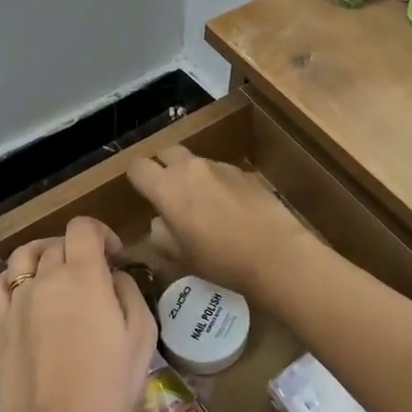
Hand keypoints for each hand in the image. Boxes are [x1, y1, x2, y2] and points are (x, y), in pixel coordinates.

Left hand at [0, 218, 156, 411]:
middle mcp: (46, 279)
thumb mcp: (142, 337)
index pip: (83, 228)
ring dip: (43, 254)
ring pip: (24, 257)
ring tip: (56, 273)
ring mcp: (17, 303)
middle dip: (79, 250)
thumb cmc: (111, 389)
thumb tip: (113, 276)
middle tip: (94, 275)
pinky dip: (12, 276)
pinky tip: (25, 290)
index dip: (101, 232)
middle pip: (57, 243)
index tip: (114, 256)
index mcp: (84, 277)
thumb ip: (128, 293)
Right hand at [126, 145, 311, 298]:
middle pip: (165, 152)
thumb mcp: (179, 256)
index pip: (138, 167)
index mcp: (167, 187)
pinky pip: (219, 171)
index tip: (142, 195)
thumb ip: (160, 234)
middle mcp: (191, 167)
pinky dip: (215, 182)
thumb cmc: (219, 259)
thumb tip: (160, 221)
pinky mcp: (243, 172)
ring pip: (194, 161)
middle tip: (167, 193)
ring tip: (201, 204)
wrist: (275, 252)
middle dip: (162, 167)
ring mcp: (219, 166)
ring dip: (190, 175)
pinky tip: (228, 208)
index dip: (137, 180)